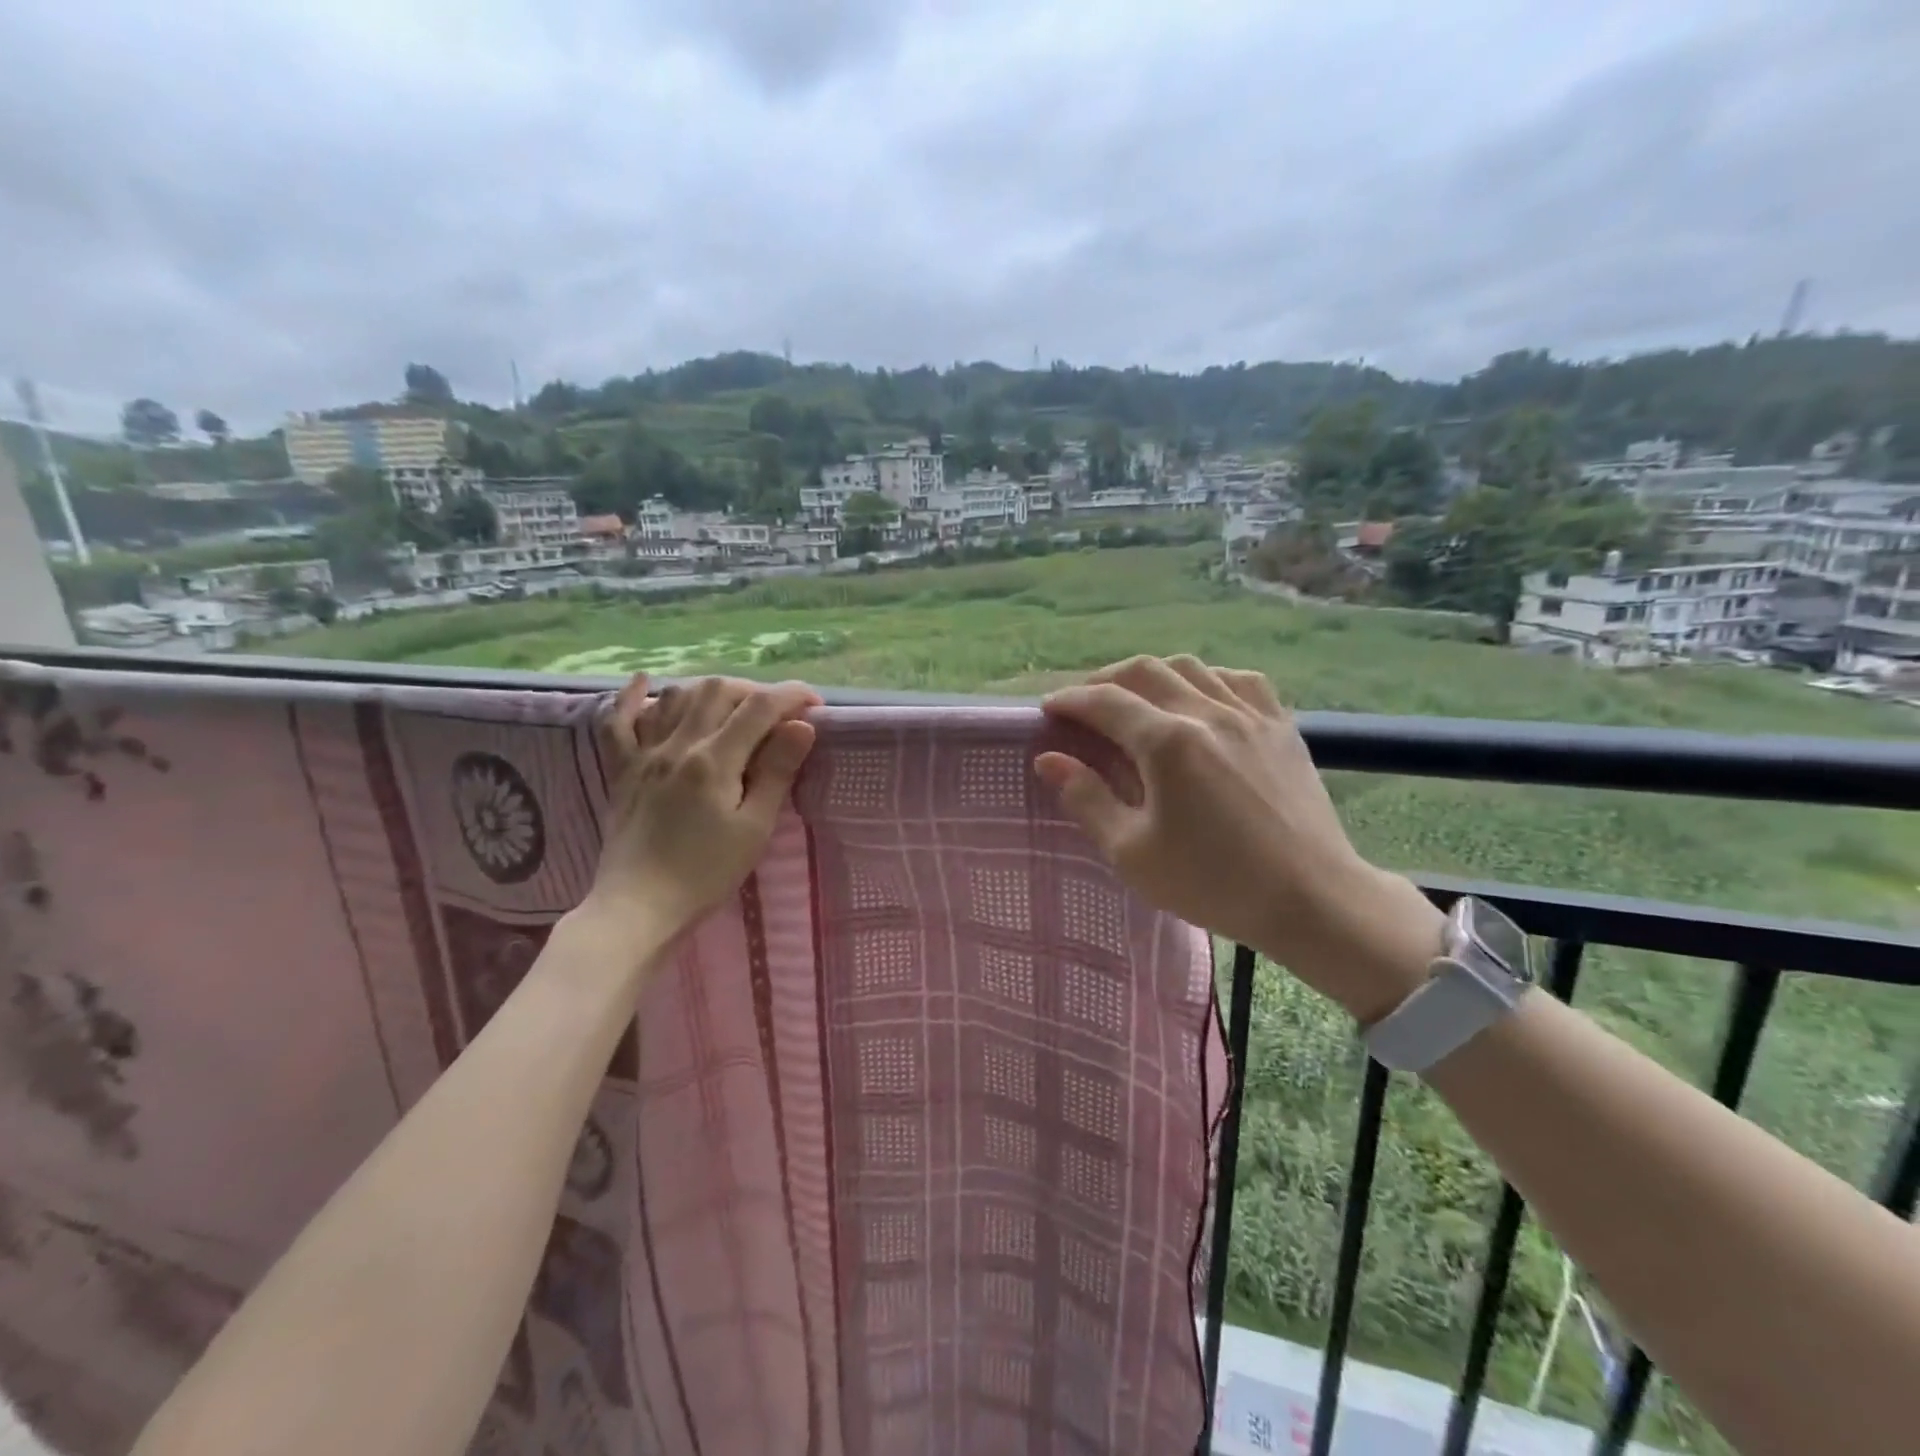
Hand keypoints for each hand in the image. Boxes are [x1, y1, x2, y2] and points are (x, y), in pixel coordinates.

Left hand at [582, 674, 819, 945]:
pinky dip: (631, 697)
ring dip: (710, 690)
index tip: (815, 705)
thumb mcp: (754, 827)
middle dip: (755, 690)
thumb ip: (776, 771)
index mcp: (714, 760)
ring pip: (675, 696)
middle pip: (718, 690)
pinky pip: (618, 722)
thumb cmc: (706, 873)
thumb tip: (801, 726)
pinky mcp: (623, 770)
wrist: (638, 908)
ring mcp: (644, 754)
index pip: (759, 707)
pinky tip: (644, 682)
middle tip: (778, 713)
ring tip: (733, 706)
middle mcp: (678, 745)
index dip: (792, 696)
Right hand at [1036, 656, 1440, 1021]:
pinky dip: (1206, 680)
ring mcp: (1251, 715)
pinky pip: (1238, 680)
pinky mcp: (1281, 727)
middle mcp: (1208, 713)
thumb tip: (1049, 759)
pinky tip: (1199, 700)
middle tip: (1084, 706)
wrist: (1311, 900)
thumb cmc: (1213, 883)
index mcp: (1168, 743)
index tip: (1048, 710)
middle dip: (1104, 681)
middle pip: (1145, 671)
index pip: (1105, 702)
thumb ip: (1087, 798)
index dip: (1070, 701)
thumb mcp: (1132, 852)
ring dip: (1152, 675)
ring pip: (1191, 667)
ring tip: (1136, 699)